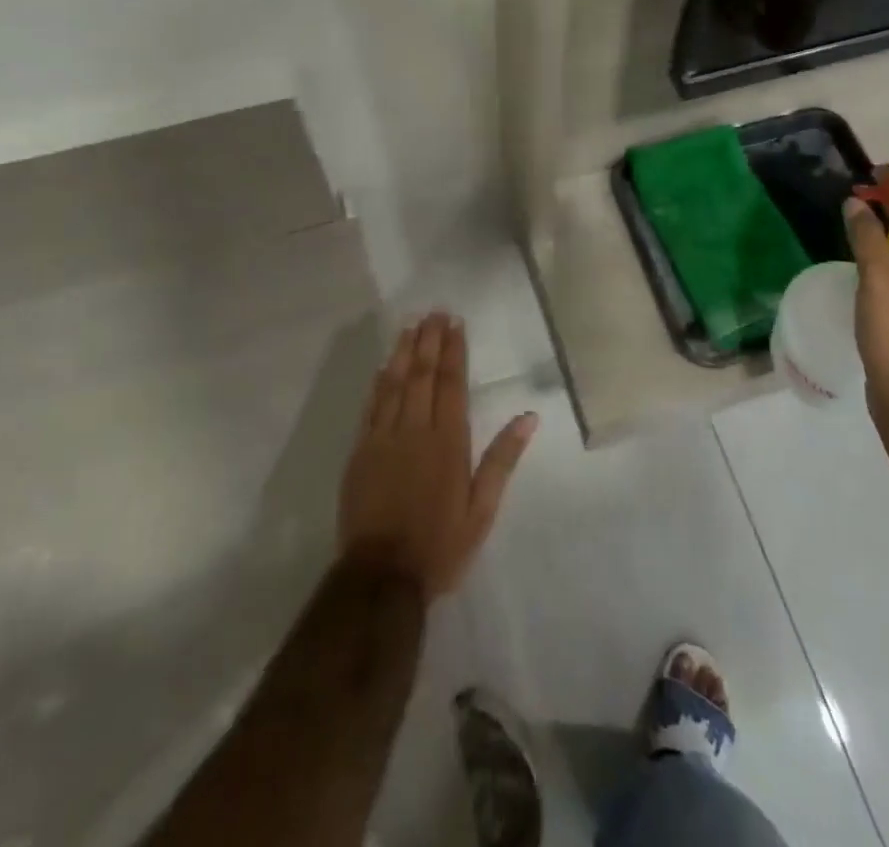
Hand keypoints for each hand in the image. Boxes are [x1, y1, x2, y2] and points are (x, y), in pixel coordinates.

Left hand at [338, 313, 537, 598]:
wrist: (381, 577)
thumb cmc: (440, 545)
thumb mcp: (482, 510)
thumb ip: (502, 460)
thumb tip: (528, 417)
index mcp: (448, 442)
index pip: (452, 384)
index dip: (454, 351)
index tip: (455, 323)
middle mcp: (415, 430)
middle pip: (423, 375)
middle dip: (430, 341)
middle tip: (434, 312)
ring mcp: (383, 438)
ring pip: (394, 383)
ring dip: (403, 352)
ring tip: (411, 325)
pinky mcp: (361, 451)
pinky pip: (371, 406)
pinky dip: (378, 382)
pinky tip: (383, 366)